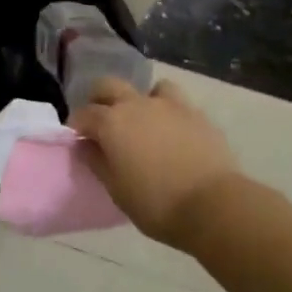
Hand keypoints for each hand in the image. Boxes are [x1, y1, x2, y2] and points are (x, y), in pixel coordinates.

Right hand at [69, 77, 241, 247]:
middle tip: (102, 122)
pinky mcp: (196, 113)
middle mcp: (136, 104)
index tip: (77, 139)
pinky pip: (177, 103)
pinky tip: (173, 131)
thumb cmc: (157, 204)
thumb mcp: (117, 191)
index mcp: (111, 123)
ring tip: (145, 123)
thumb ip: (97, 163)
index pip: (84, 114)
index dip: (77, 126)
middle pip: (108, 86)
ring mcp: (168, 105)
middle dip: (99, 99)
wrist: (214, 205)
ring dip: (141, 101)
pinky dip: (169, 112)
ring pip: (148, 88)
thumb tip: (86, 146)